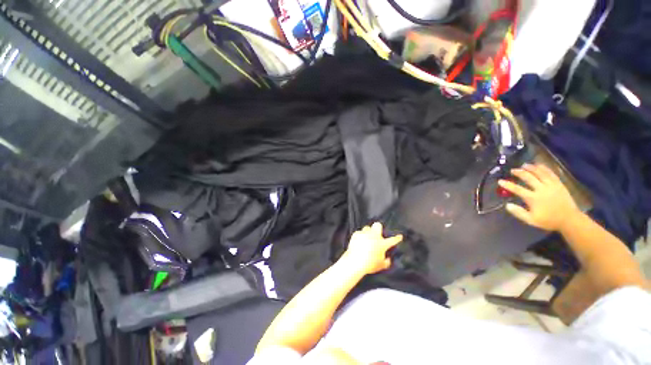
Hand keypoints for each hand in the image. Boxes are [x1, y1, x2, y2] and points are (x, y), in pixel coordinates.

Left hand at [341, 222, 402, 274]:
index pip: (393, 240)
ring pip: (367, 227)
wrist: (355, 261)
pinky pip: (359, 233)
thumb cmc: (369, 265)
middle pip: (378, 225)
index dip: (397, 238)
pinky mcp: (356, 234)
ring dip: (368, 232)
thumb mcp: (381, 266)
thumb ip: (386, 262)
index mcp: (382, 244)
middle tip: (377, 233)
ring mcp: (365, 234)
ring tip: (366, 238)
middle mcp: (374, 236)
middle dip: (378, 227)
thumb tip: (388, 259)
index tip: (400, 236)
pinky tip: (358, 242)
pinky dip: (359, 236)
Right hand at [498, 164, 580, 231]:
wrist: (569, 219)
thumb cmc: (549, 220)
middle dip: (519, 173)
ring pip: (540, 173)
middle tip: (513, 170)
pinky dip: (544, 168)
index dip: (507, 185)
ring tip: (524, 165)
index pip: (517, 189)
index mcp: (533, 198)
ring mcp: (551, 185)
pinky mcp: (559, 184)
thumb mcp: (531, 220)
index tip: (500, 181)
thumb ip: (519, 213)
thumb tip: (507, 205)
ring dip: (531, 168)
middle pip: (528, 178)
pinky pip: (551, 173)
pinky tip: (539, 165)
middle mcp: (541, 189)